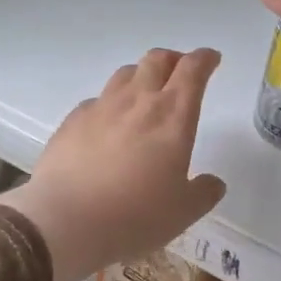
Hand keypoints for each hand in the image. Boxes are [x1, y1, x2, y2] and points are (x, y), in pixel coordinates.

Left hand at [0, 48, 225, 280]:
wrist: (67, 222)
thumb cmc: (136, 215)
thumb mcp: (184, 212)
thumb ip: (204, 192)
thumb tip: (213, 182)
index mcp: (173, 115)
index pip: (193, 70)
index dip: (204, 59)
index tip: (211, 59)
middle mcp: (138, 101)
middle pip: (157, 60)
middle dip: (173, 59)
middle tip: (180, 72)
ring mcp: (101, 107)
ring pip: (125, 74)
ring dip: (142, 75)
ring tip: (145, 93)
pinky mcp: (72, 121)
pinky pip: (97, 100)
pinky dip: (110, 104)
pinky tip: (108, 124)